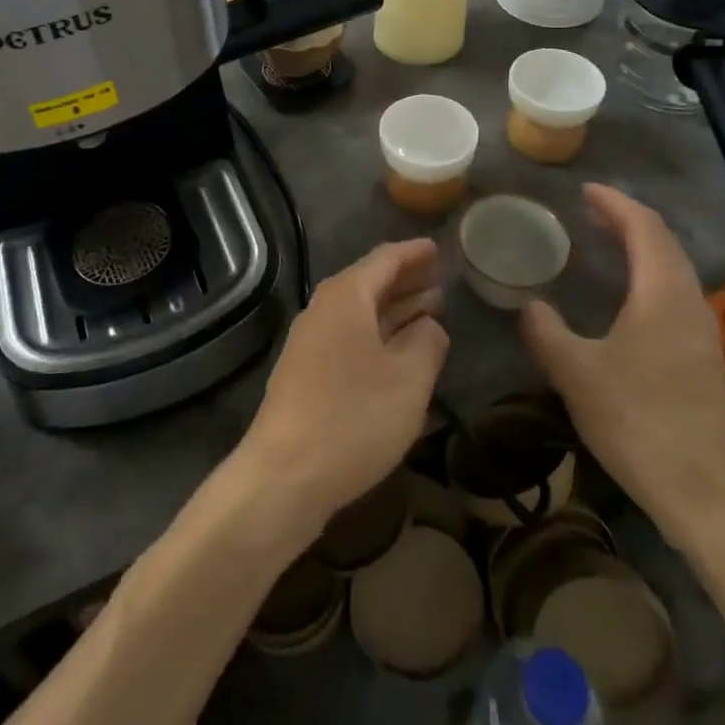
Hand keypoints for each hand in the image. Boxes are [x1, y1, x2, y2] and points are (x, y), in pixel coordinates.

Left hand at [236, 240, 447, 541]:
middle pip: (369, 283)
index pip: (385, 259)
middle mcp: (323, 309)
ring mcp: (309, 341)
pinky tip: (397, 353)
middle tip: (440, 280)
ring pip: (359, 313)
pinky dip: (377, 335)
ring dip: (394, 310)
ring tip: (429, 312)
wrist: (284, 476)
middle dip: (406, 281)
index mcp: (347, 296)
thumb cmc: (354, 418)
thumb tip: (429, 325)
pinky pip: (349, 337)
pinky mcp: (305, 372)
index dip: (414, 253)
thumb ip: (427, 342)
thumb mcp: (408, 379)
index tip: (438, 248)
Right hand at [522, 184, 724, 542]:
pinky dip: (650, 273)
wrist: (707, 494)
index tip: (585, 191)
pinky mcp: (704, 355)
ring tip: (606, 243)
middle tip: (591, 212)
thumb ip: (546, 332)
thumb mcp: (576, 374)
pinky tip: (628, 296)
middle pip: (664, 242)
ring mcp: (703, 329)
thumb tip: (530, 305)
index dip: (615, 203)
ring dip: (642, 246)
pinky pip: (676, 291)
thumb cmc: (638, 421)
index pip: (644, 227)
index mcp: (662, 294)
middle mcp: (689, 301)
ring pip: (674, 268)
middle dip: (628, 219)